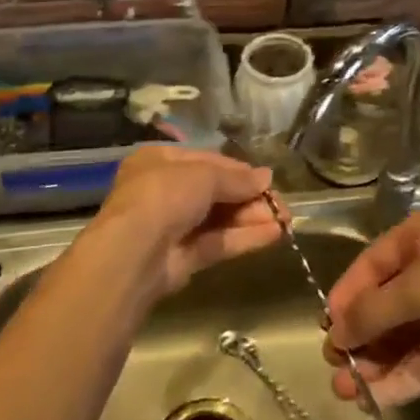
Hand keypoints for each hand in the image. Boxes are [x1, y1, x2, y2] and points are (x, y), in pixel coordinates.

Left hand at [84, 147, 285, 301]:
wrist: (134, 253)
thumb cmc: (164, 196)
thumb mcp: (203, 175)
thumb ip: (236, 178)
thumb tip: (266, 177)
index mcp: (158, 161)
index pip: (206, 161)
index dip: (238, 170)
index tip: (267, 179)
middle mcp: (163, 191)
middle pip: (215, 191)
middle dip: (249, 197)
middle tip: (282, 204)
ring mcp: (172, 226)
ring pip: (218, 218)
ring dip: (251, 217)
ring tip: (286, 220)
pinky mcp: (182, 258)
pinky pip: (217, 242)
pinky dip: (244, 237)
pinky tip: (274, 234)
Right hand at [323, 211, 419, 405]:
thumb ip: (375, 310)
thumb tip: (335, 332)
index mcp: (419, 238)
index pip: (371, 266)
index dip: (347, 296)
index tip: (327, 328)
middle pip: (385, 305)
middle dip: (360, 336)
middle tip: (335, 368)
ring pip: (403, 337)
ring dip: (376, 362)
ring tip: (347, 393)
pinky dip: (403, 378)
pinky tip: (378, 399)